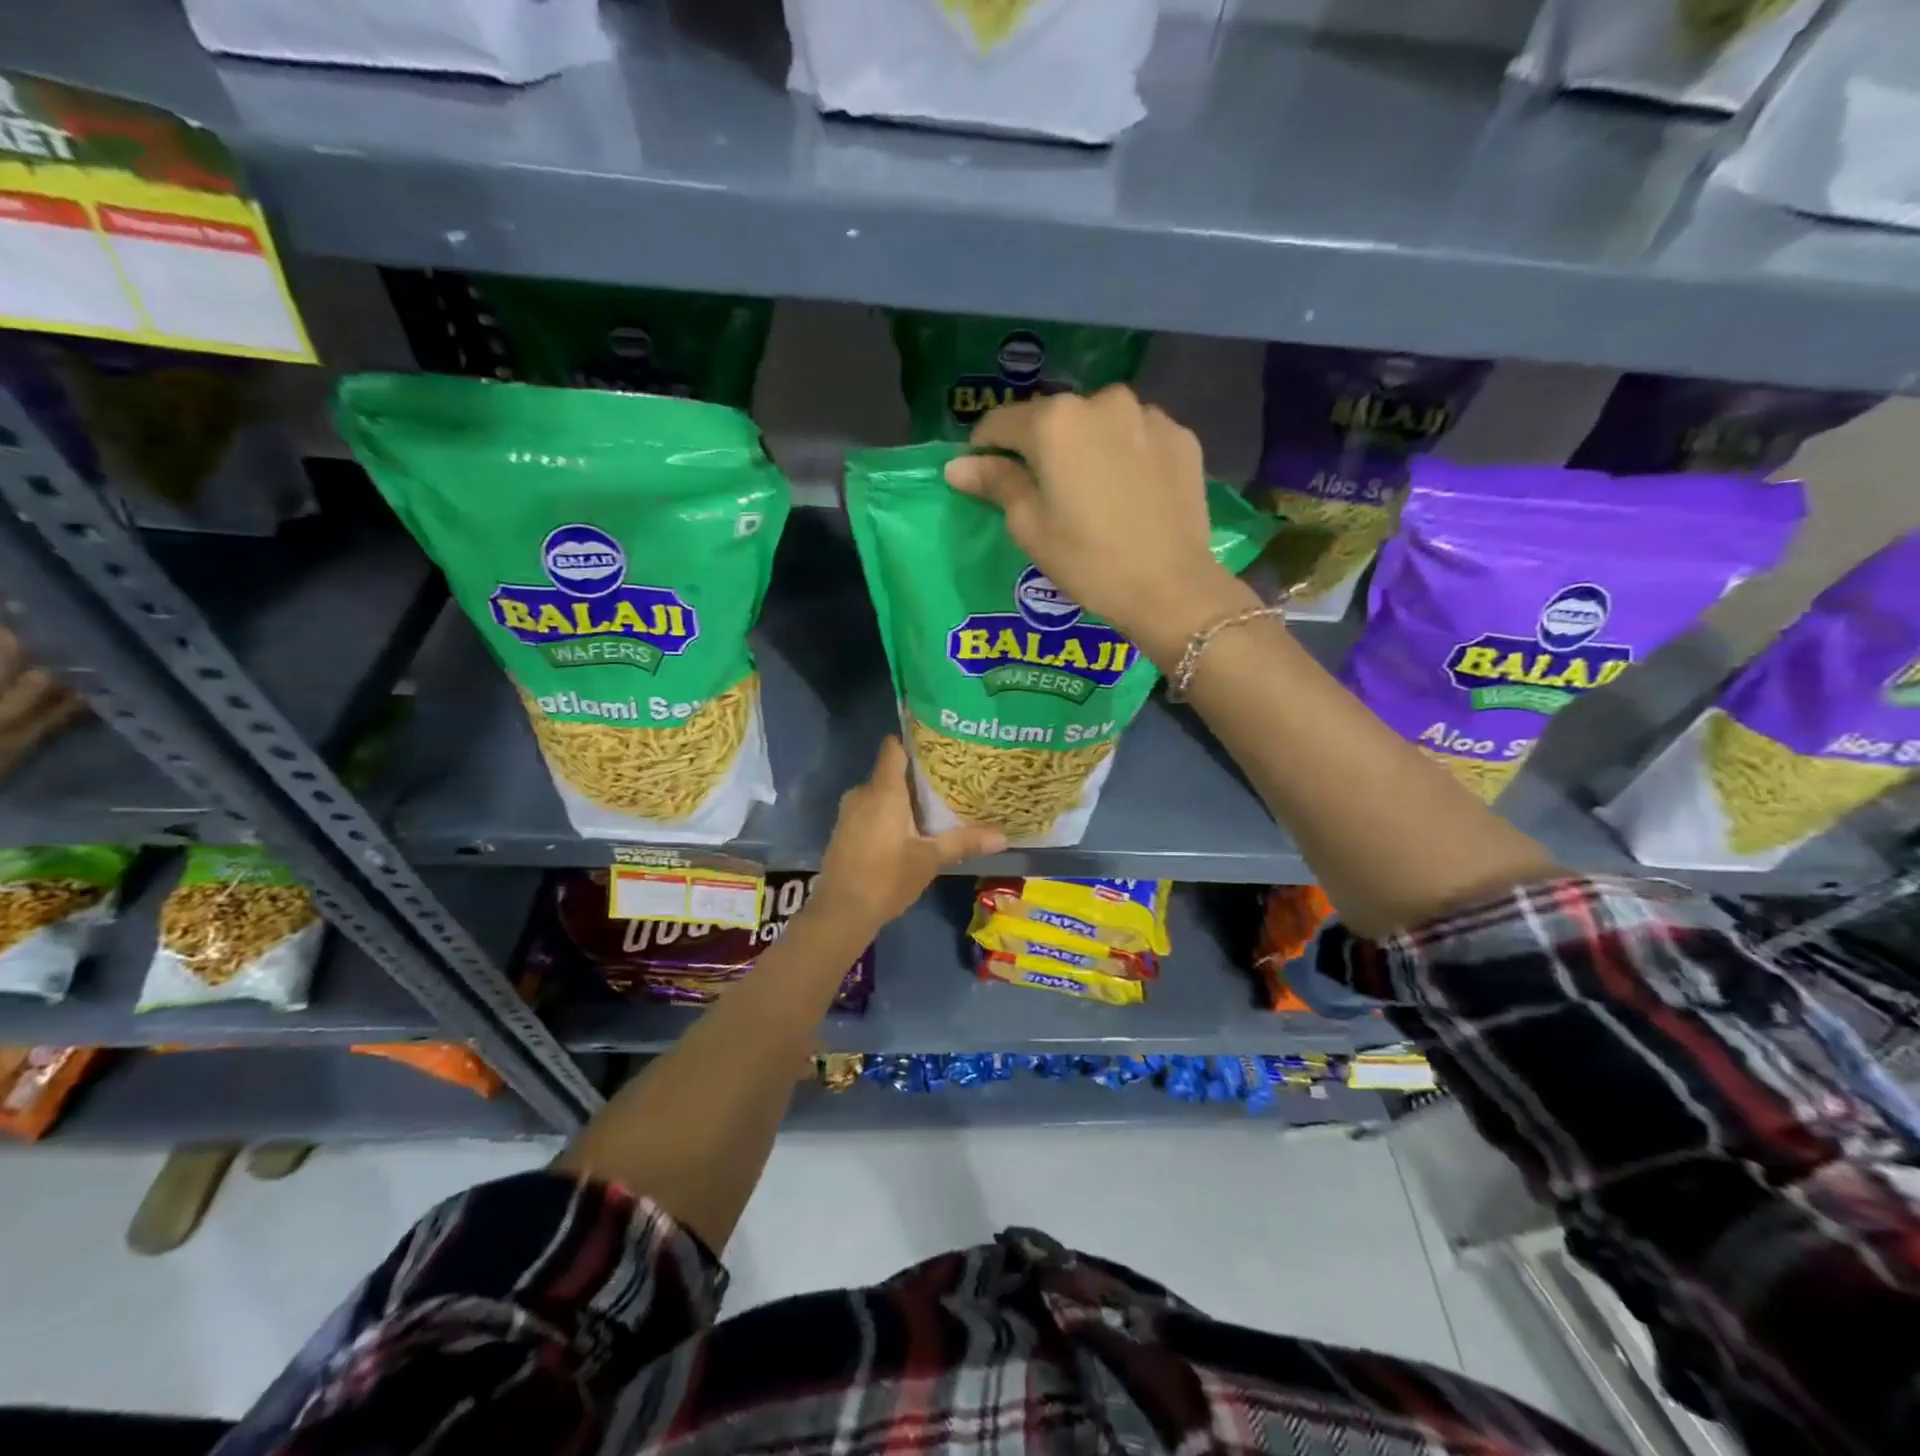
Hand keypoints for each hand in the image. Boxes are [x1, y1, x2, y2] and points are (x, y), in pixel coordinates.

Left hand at [812, 737, 1005, 929]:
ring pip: (879, 794)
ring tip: (932, 806)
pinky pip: (869, 810)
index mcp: (883, 791)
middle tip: (947, 781)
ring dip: (901, 799)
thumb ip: (964, 842)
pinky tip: (907, 830)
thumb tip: (1003, 836)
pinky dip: (887, 814)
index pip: (893, 748)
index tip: (937, 744)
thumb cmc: (886, 878)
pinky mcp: (843, 831)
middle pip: (890, 772)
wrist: (841, 912)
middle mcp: (862, 793)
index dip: (912, 741)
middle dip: (915, 777)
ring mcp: (849, 812)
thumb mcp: (930, 860)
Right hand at [943, 386, 1256, 665]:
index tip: (983, 475)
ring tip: (1091, 492)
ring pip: (1099, 424)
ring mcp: (1148, 415)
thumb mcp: (1030, 527)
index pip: (1002, 422)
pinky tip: (1128, 492)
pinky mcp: (1181, 436)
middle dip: (1041, 447)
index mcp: (1056, 421)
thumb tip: (957, 465)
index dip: (986, 448)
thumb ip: (995, 483)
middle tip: (1042, 491)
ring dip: (1086, 447)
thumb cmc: (1089, 562)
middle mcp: (1102, 401)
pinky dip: (1125, 454)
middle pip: (1054, 418)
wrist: (1172, 589)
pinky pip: (1137, 436)